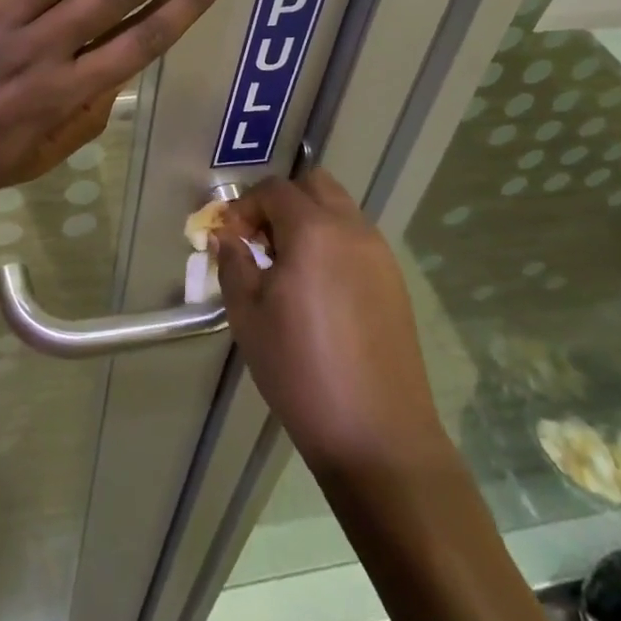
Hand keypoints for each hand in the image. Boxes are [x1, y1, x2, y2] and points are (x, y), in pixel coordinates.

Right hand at [215, 170, 451, 486]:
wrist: (377, 434)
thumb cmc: (300, 370)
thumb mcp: (248, 316)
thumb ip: (233, 264)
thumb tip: (226, 237)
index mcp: (314, 231)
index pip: (275, 191)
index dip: (246, 206)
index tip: (230, 237)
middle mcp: (352, 230)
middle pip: (314, 186)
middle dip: (282, 202)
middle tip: (261, 242)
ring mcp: (380, 255)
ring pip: (340, 210)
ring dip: (309, 221)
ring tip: (287, 268)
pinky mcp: (395, 282)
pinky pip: (357, 240)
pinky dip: (332, 244)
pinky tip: (318, 290)